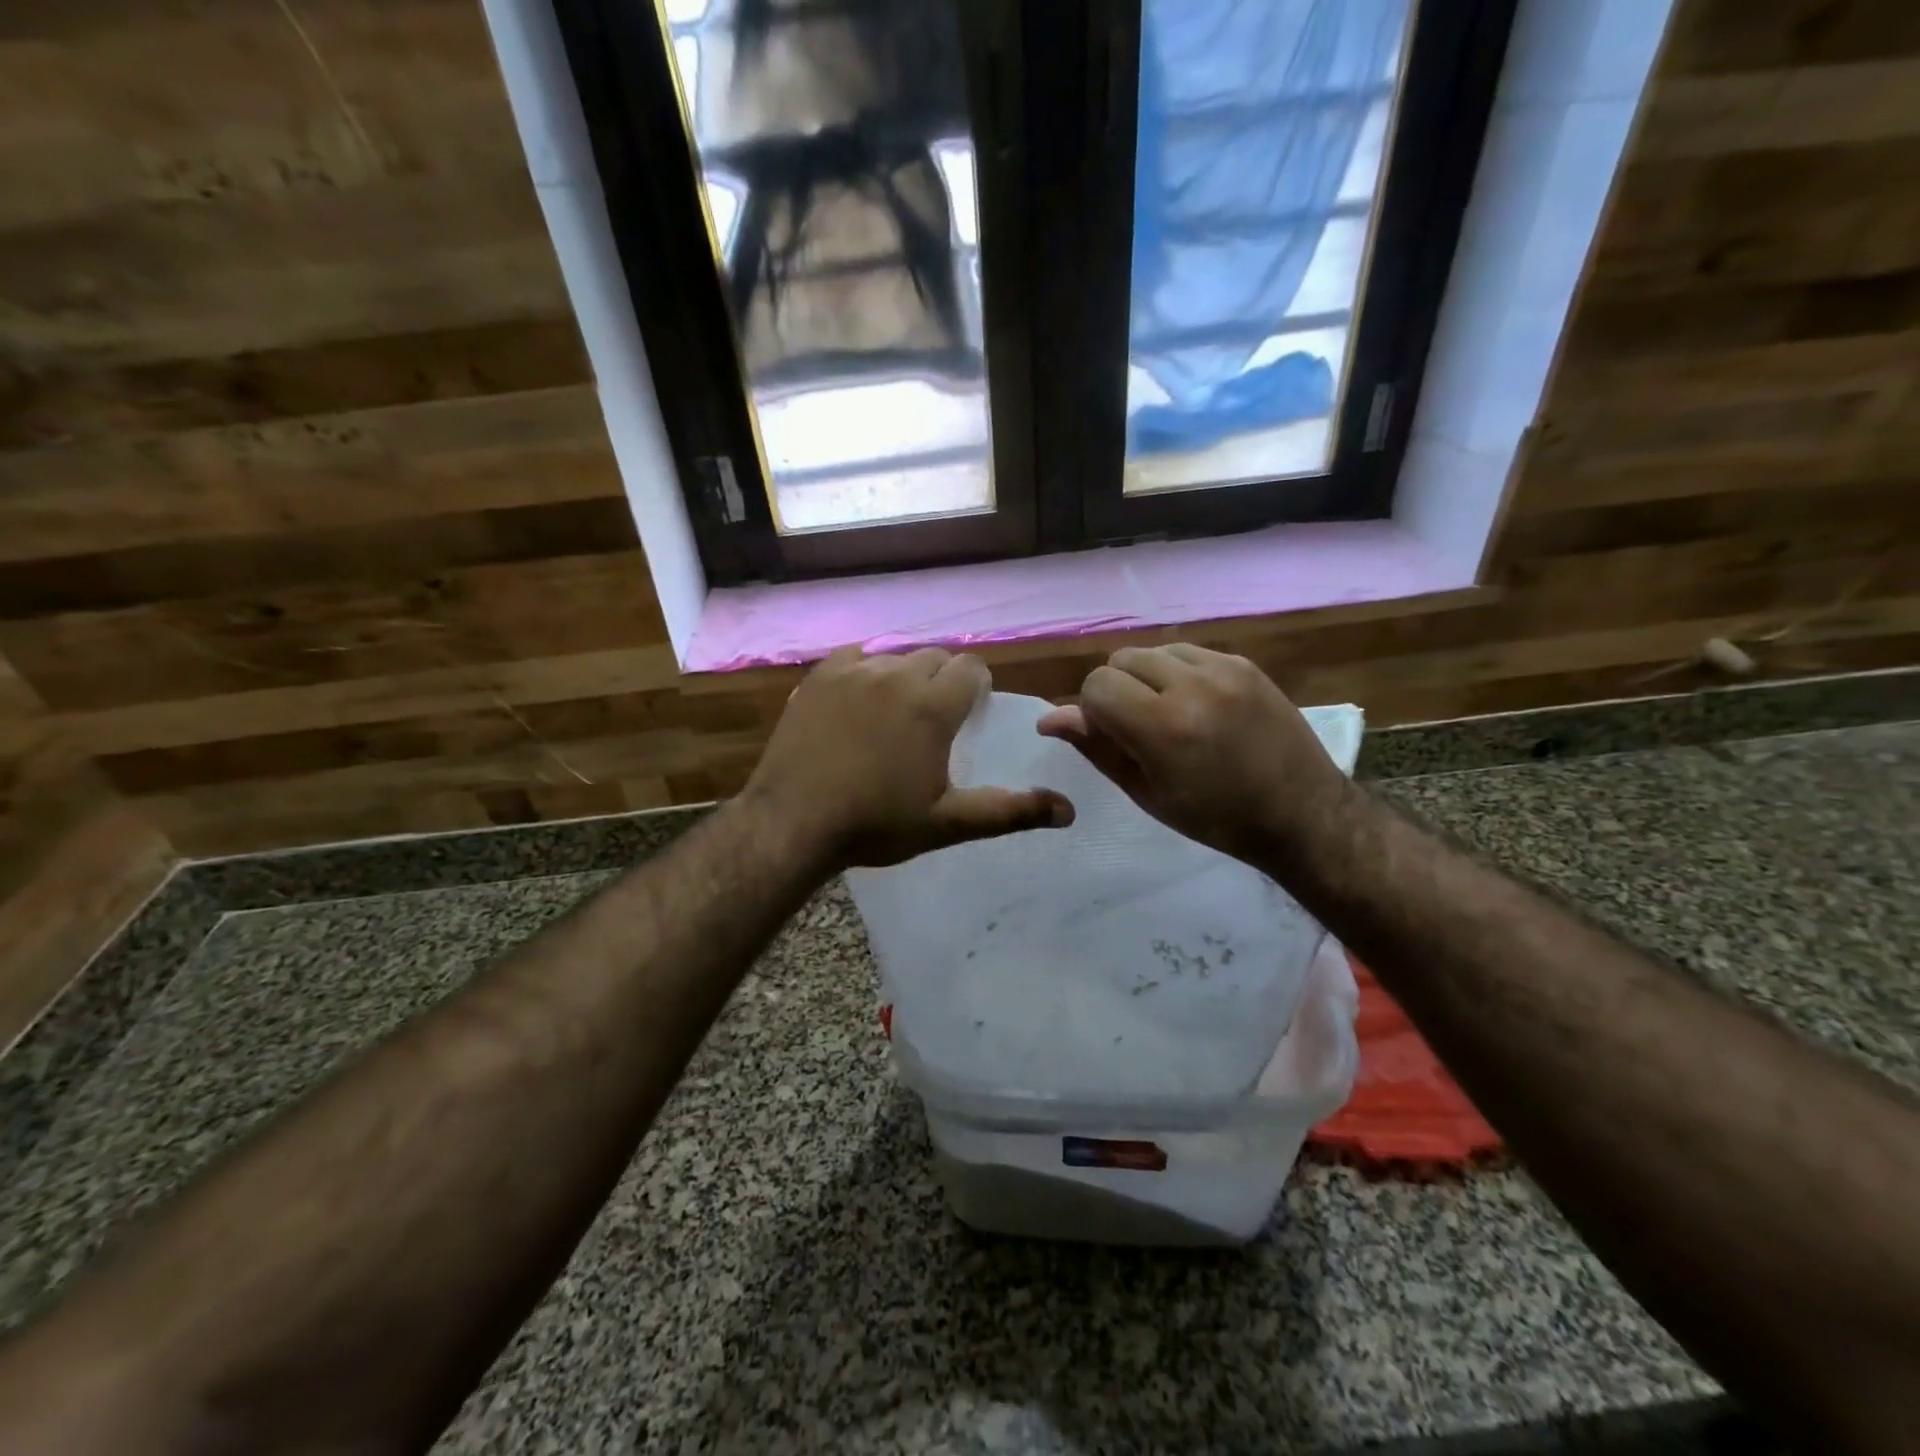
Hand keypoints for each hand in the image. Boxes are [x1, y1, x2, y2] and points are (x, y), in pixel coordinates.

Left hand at [745, 646, 1073, 868]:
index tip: (971, 712)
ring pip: (896, 656)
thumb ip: (1010, 811)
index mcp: (934, 705)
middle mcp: (898, 675)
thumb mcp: (948, 823)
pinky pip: (854, 656)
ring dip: (906, 675)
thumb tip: (1069, 811)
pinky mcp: (819, 677)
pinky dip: (865, 669)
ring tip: (896, 711)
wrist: (793, 823)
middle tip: (935, 717)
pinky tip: (859, 697)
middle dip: (944, 679)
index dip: (977, 687)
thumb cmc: (877, 824)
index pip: (972, 669)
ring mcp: (854, 671)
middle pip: (936, 657)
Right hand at [1037, 643, 1347, 861]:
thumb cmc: (1216, 819)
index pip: (1096, 686)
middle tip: (1139, 728)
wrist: (1302, 813)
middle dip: (1117, 691)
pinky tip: (1197, 704)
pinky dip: (1178, 673)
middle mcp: (1192, 685)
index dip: (1093, 712)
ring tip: (1170, 713)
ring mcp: (1223, 669)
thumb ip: (1098, 748)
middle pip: (1120, 660)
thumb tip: (1050, 718)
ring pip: (1153, 651)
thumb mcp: (1147, 793)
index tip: (1114, 738)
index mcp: (1164, 727)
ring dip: (1146, 677)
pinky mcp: (1244, 663)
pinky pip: (1188, 652)